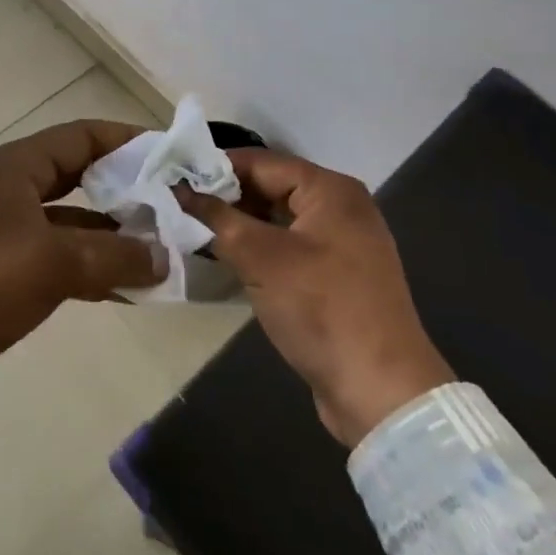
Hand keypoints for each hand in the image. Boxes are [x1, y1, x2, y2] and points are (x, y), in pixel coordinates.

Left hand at [0, 120, 167, 417]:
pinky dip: (93, 266)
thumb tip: (162, 255)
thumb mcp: (52, 263)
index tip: (172, 155)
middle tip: (175, 204)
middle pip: (81, 176)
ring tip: (164, 249)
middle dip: (127, 189)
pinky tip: (130, 286)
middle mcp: (13, 189)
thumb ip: (113, 255)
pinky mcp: (6, 269)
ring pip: (74, 221)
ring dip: (114, 234)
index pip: (82, 136)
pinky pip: (61, 257)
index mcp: (17, 167)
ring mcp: (8, 230)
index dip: (128, 140)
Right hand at [181, 149, 453, 446]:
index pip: (261, 162)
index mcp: (330, 190)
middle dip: (226, 197)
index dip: (216, 168)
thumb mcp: (260, 258)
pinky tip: (228, 259)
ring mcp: (343, 244)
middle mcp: (341, 207)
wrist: (381, 391)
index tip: (174, 177)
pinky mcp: (338, 276)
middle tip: (179, 206)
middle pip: (271, 187)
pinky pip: (290, 247)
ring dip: (240, 224)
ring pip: (279, 219)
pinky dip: (260, 248)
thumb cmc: (321, 309)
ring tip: (194, 230)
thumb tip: (179, 189)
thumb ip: (217, 218)